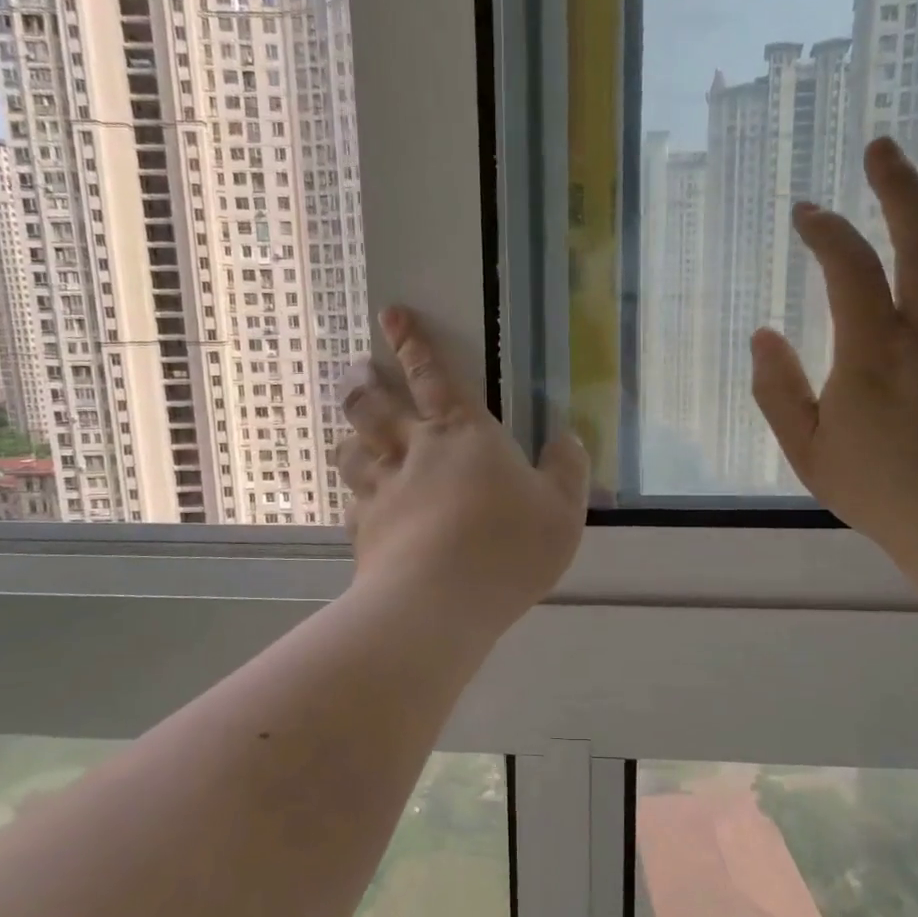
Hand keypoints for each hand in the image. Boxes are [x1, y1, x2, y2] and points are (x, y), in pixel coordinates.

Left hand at [334, 307, 589, 631]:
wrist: (439, 602)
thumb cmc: (508, 546)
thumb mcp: (562, 509)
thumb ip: (567, 469)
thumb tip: (568, 438)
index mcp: (463, 434)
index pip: (432, 375)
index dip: (412, 342)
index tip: (391, 314)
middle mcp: (414, 451)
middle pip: (375, 406)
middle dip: (364, 382)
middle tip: (356, 370)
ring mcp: (382, 490)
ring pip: (352, 449)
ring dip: (350, 434)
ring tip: (350, 432)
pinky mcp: (364, 530)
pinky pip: (351, 502)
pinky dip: (353, 495)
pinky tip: (357, 502)